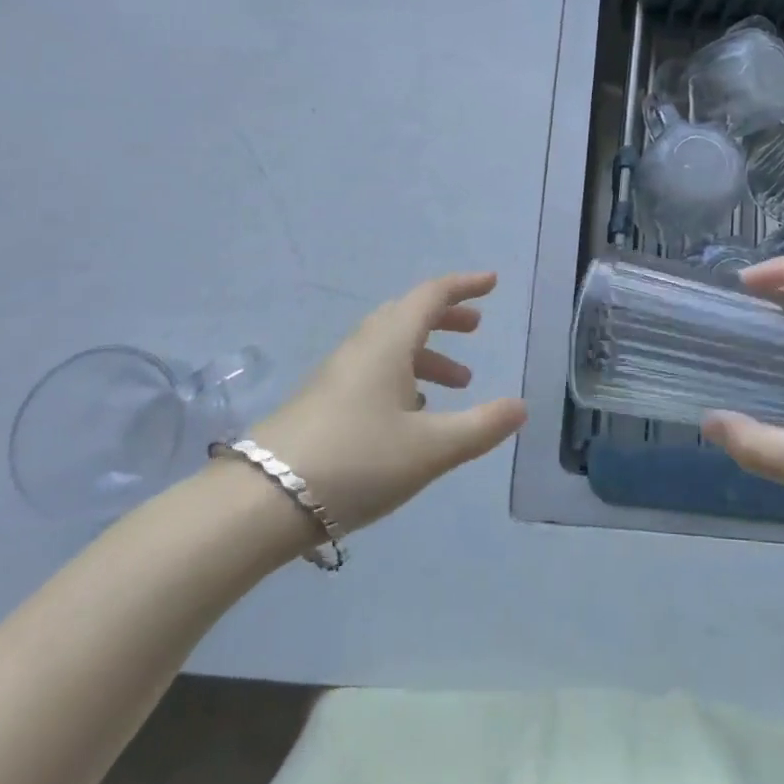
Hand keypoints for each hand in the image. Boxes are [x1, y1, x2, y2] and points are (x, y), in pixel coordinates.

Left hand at [248, 272, 526, 534]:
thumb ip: (481, 427)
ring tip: (458, 383)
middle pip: (408, 315)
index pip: (431, 296)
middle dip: (445, 318)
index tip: (492, 282)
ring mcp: (337, 375)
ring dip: (427, 354)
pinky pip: (373, 371)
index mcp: (388, 343)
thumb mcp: (431, 448)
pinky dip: (403, 376)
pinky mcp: (323, 402)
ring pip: (390, 346)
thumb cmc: (357, 461)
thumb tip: (521, 406)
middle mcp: (362, 348)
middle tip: (476, 328)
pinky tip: (412, 413)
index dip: (464, 286)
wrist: (262, 500)